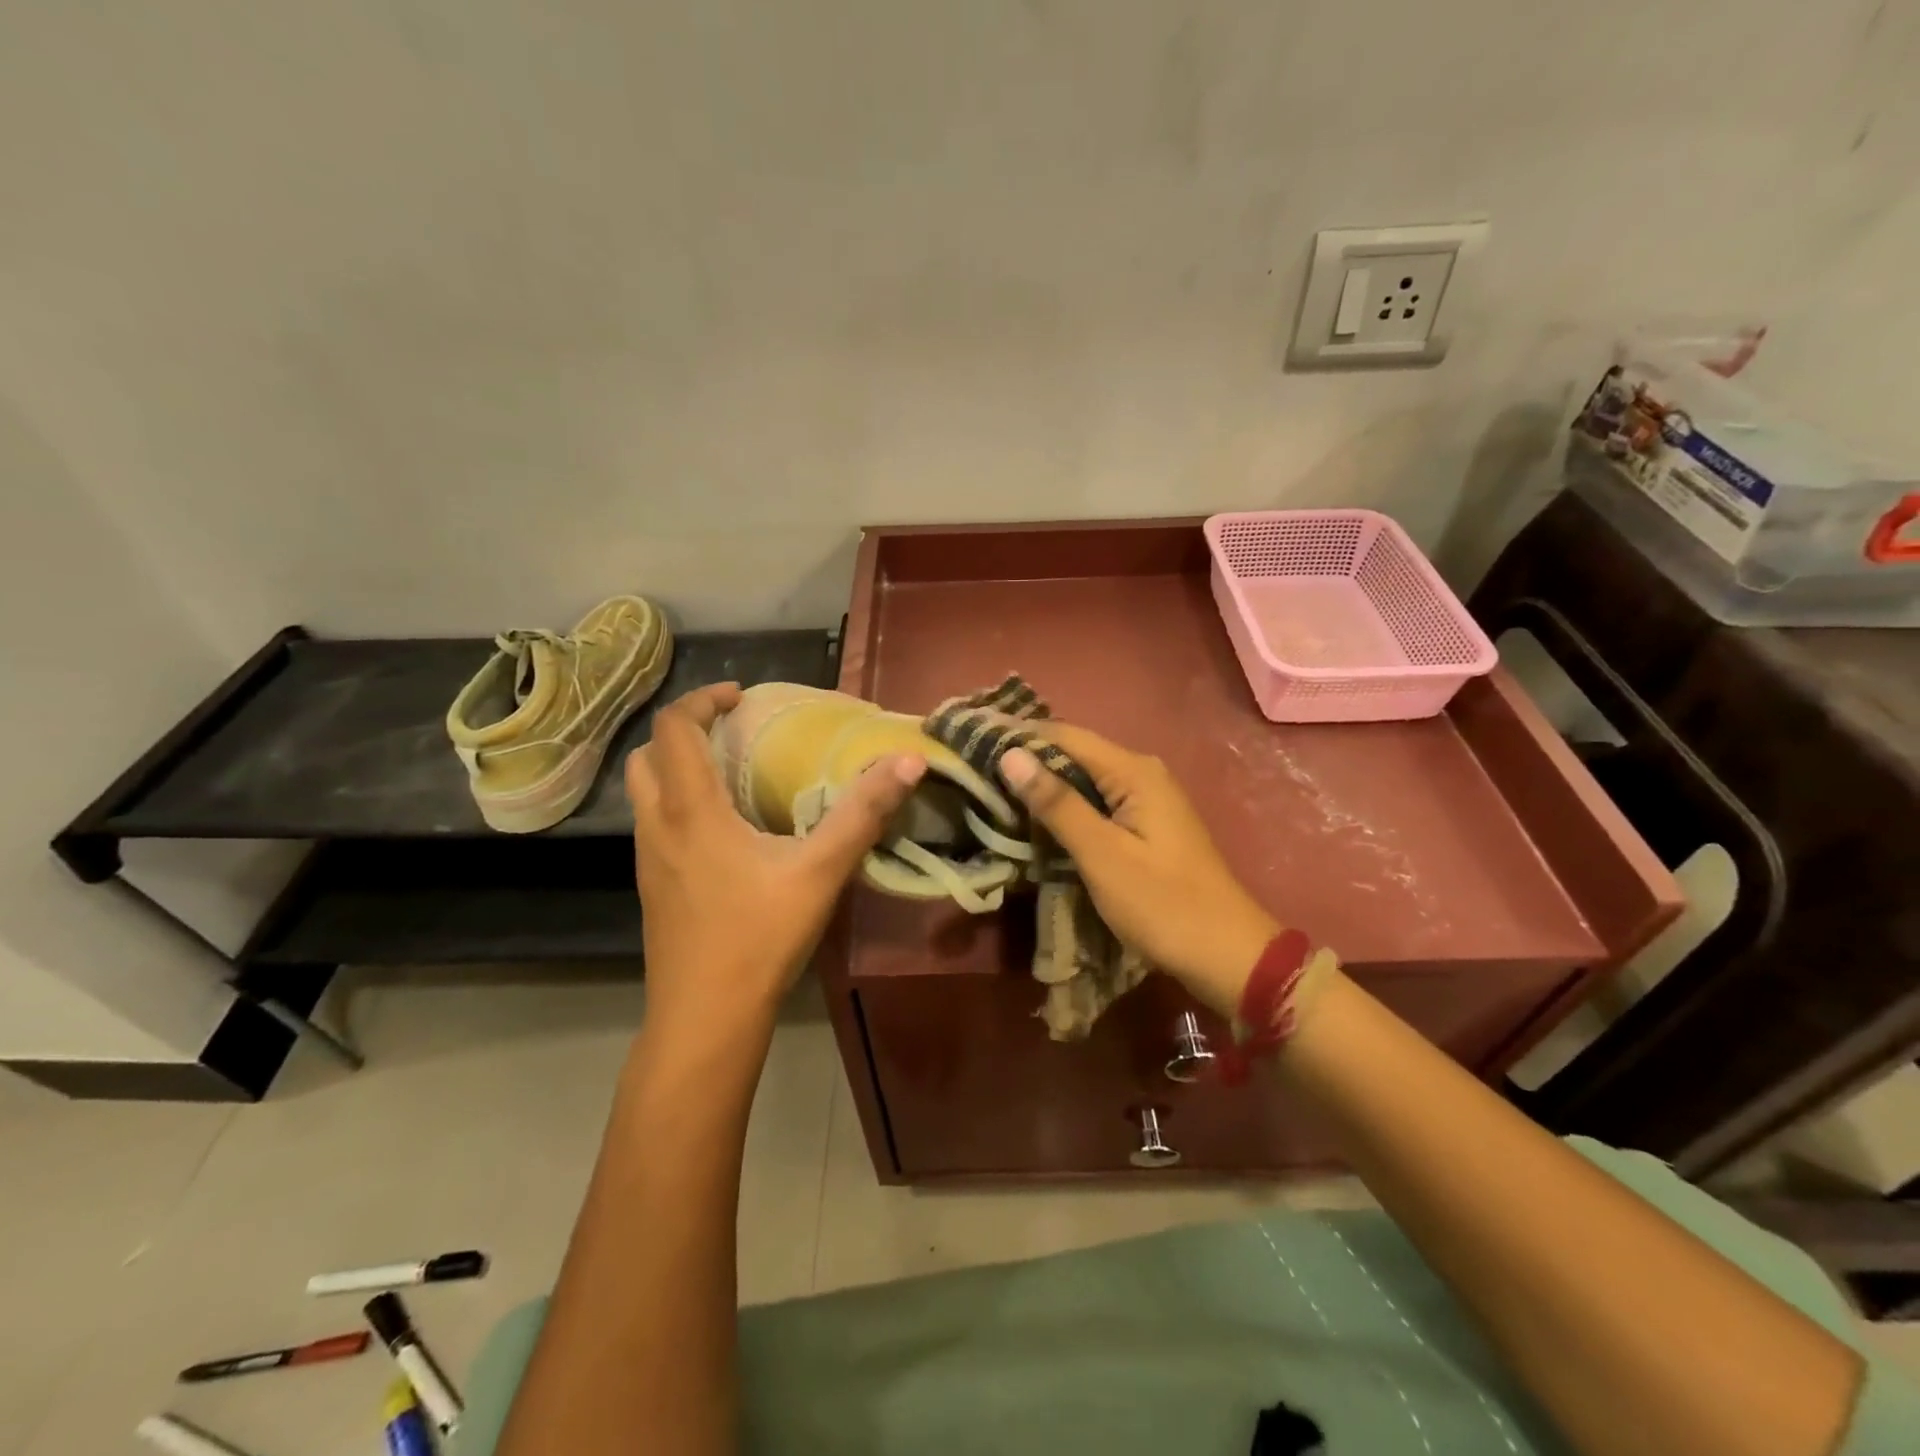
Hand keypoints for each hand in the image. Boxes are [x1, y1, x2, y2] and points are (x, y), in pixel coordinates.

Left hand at [627, 684, 925, 1042]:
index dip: (703, 699)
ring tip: (730, 774)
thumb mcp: (820, 871)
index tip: (742, 696)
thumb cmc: (759, 938)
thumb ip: (863, 813)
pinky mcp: (653, 887)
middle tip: (732, 731)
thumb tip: (907, 762)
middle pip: (649, 755)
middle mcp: (658, 826)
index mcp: (691, 810)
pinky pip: (656, 823)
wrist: (704, 1018)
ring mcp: (648, 860)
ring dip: (679, 767)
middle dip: (685, 730)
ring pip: (646, 792)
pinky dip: (679, 803)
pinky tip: (725, 832)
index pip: (674, 728)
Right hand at [999, 726, 1282, 1020]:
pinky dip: (1066, 809)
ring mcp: (1148, 800)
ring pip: (1084, 781)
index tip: (972, 743)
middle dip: (1028, 762)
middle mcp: (1142, 773)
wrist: (1228, 956)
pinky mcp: (1147, 826)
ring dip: (1044, 788)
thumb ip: (1056, 803)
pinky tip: (1037, 822)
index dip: (1019, 736)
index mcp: (1134, 771)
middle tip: (975, 772)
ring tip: (994, 793)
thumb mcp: (1102, 854)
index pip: (1065, 735)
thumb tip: (1011, 754)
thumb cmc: (1163, 904)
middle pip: (1075, 754)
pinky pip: (1098, 804)